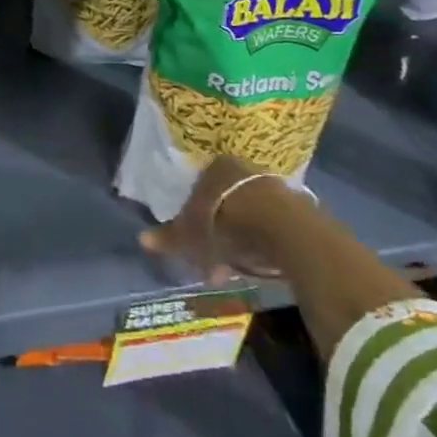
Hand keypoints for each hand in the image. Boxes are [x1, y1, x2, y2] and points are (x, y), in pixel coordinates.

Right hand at [139, 156, 287, 280]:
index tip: (192, 240)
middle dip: (216, 232)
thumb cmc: (225, 223)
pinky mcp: (295, 208)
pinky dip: (260, 243)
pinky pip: (269, 226)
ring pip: (247, 215)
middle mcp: (242, 169)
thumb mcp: (191, 234)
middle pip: (223, 202)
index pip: (199, 188)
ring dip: (238, 241)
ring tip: (234, 269)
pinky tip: (256, 263)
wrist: (281, 229)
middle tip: (211, 259)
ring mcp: (271, 186)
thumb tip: (141, 239)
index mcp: (214, 167)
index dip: (193, 216)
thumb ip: (169, 236)